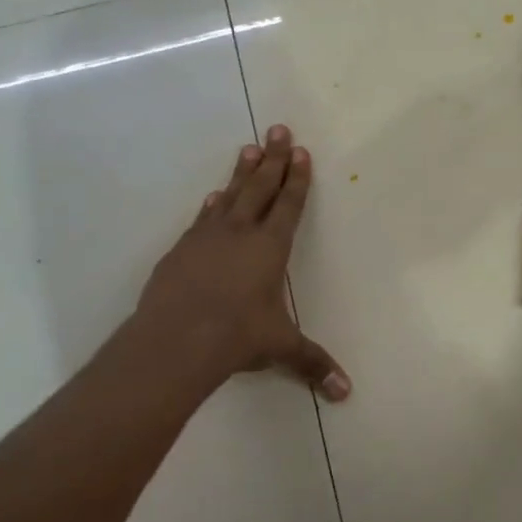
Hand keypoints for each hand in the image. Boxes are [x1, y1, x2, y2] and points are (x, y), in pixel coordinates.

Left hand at [133, 124, 350, 399]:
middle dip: (273, 158)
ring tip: (248, 148)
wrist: (175, 340)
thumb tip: (346, 393)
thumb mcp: (280, 347)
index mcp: (270, 248)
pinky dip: (212, 205)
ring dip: (242, 173)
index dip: (297, 178)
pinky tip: (213, 197)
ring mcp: (207, 238)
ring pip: (230, 195)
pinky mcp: (181, 250)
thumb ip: (313, 363)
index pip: (289, 205)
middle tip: (278, 128)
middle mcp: (240, 233)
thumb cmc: (237, 337)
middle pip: (260, 187)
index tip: (300, 151)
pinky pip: (202, 218)